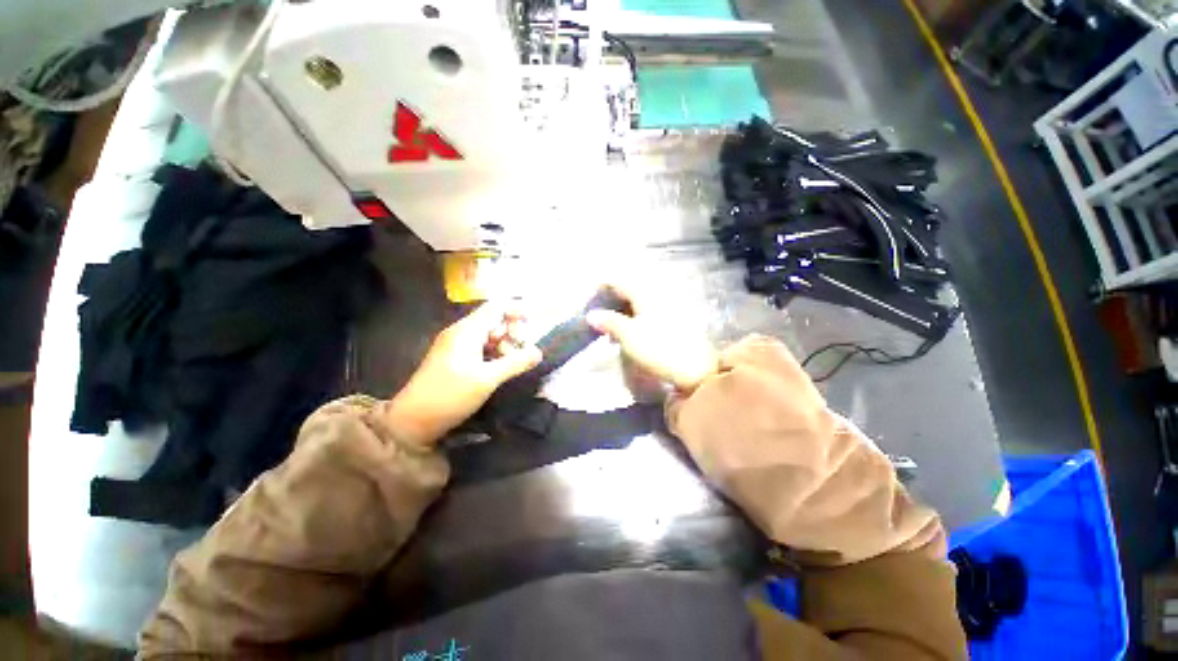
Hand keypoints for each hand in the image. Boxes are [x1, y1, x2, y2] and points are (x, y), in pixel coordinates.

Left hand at [383, 301, 541, 446]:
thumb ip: (514, 363)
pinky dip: (491, 355)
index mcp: (466, 330)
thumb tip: (538, 351)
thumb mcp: (486, 380)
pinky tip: (498, 372)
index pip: (497, 307)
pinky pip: (475, 349)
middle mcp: (459, 333)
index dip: (518, 310)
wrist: (414, 418)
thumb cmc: (450, 395)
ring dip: (502, 346)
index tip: (538, 323)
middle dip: (511, 332)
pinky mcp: (450, 361)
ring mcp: (452, 347)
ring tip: (512, 366)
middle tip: (522, 354)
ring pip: (484, 337)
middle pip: (491, 321)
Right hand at [586, 282, 718, 393]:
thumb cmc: (660, 350)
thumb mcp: (629, 337)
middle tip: (598, 319)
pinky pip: (650, 311)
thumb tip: (591, 315)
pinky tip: (631, 336)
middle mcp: (658, 293)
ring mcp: (670, 305)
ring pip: (640, 301)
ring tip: (612, 332)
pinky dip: (636, 319)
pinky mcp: (677, 320)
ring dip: (623, 312)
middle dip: (611, 301)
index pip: (617, 280)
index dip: (600, 289)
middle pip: (629, 289)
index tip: (587, 304)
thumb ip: (609, 322)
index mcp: (645, 292)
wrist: (697, 369)